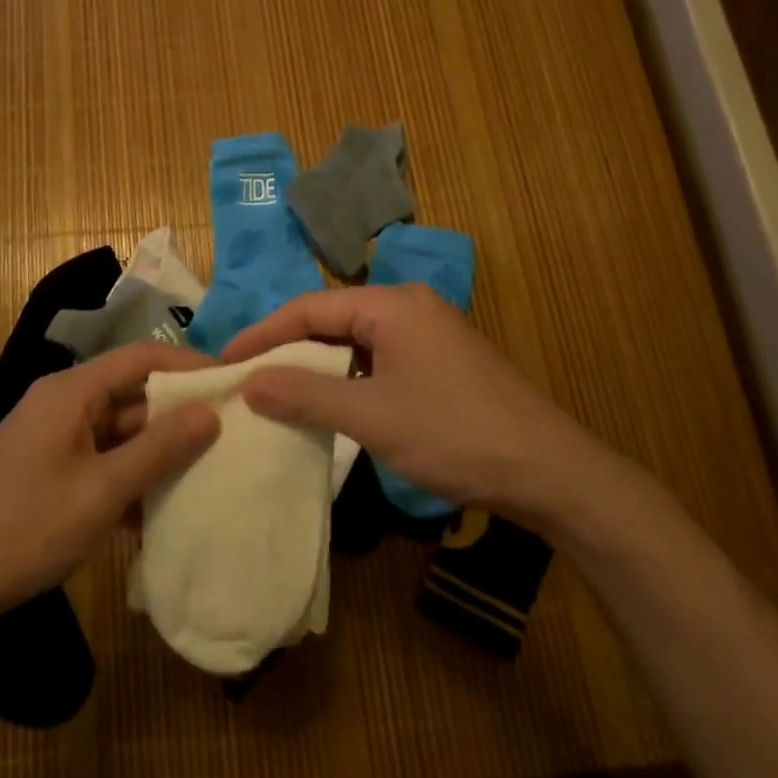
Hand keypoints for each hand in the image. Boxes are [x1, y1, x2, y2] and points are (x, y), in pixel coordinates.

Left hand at [0, 341, 220, 635]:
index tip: (232, 382)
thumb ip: (158, 449)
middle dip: (177, 412)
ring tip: (208, 467)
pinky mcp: (49, 471)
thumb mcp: (101, 491)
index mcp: (71, 392)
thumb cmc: (25, 528)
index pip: (141, 357)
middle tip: (230, 430)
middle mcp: (63, 404)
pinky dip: (130, 476)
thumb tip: (210, 412)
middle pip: (131, 393)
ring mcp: (54, 439)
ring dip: (156, 450)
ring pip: (118, 431)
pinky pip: (101, 460)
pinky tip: (162, 506)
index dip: (187, 364)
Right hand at [223, 284, 612, 530]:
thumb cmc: (454, 434)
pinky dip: (348, 378)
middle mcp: (408, 306)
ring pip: (355, 341)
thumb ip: (305, 395)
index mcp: (390, 304)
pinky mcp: (442, 360)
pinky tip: (331, 403)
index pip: (308, 307)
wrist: (552, 473)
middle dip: (287, 348)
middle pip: (331, 319)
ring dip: (317, 365)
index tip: (225, 361)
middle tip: (246, 378)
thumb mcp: (371, 416)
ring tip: (278, 391)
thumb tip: (249, 382)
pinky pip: (379, 358)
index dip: (263, 334)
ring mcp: (429, 332)